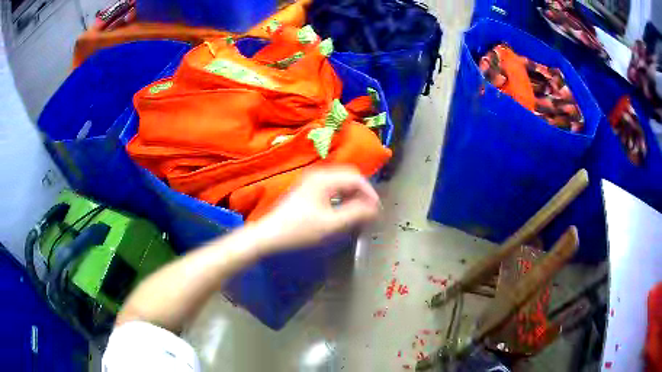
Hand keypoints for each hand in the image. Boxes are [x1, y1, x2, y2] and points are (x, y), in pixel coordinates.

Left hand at [251, 166, 379, 252]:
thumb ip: (356, 214)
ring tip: (359, 213)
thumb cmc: (300, 230)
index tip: (377, 210)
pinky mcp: (307, 189)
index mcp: (325, 178)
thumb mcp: (331, 225)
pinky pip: (331, 187)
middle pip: (349, 177)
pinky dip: (342, 196)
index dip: (370, 193)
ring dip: (352, 195)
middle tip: (369, 211)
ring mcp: (311, 180)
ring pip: (340, 182)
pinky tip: (342, 210)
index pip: (357, 178)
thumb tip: (375, 208)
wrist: (269, 235)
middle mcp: (318, 174)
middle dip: (362, 193)